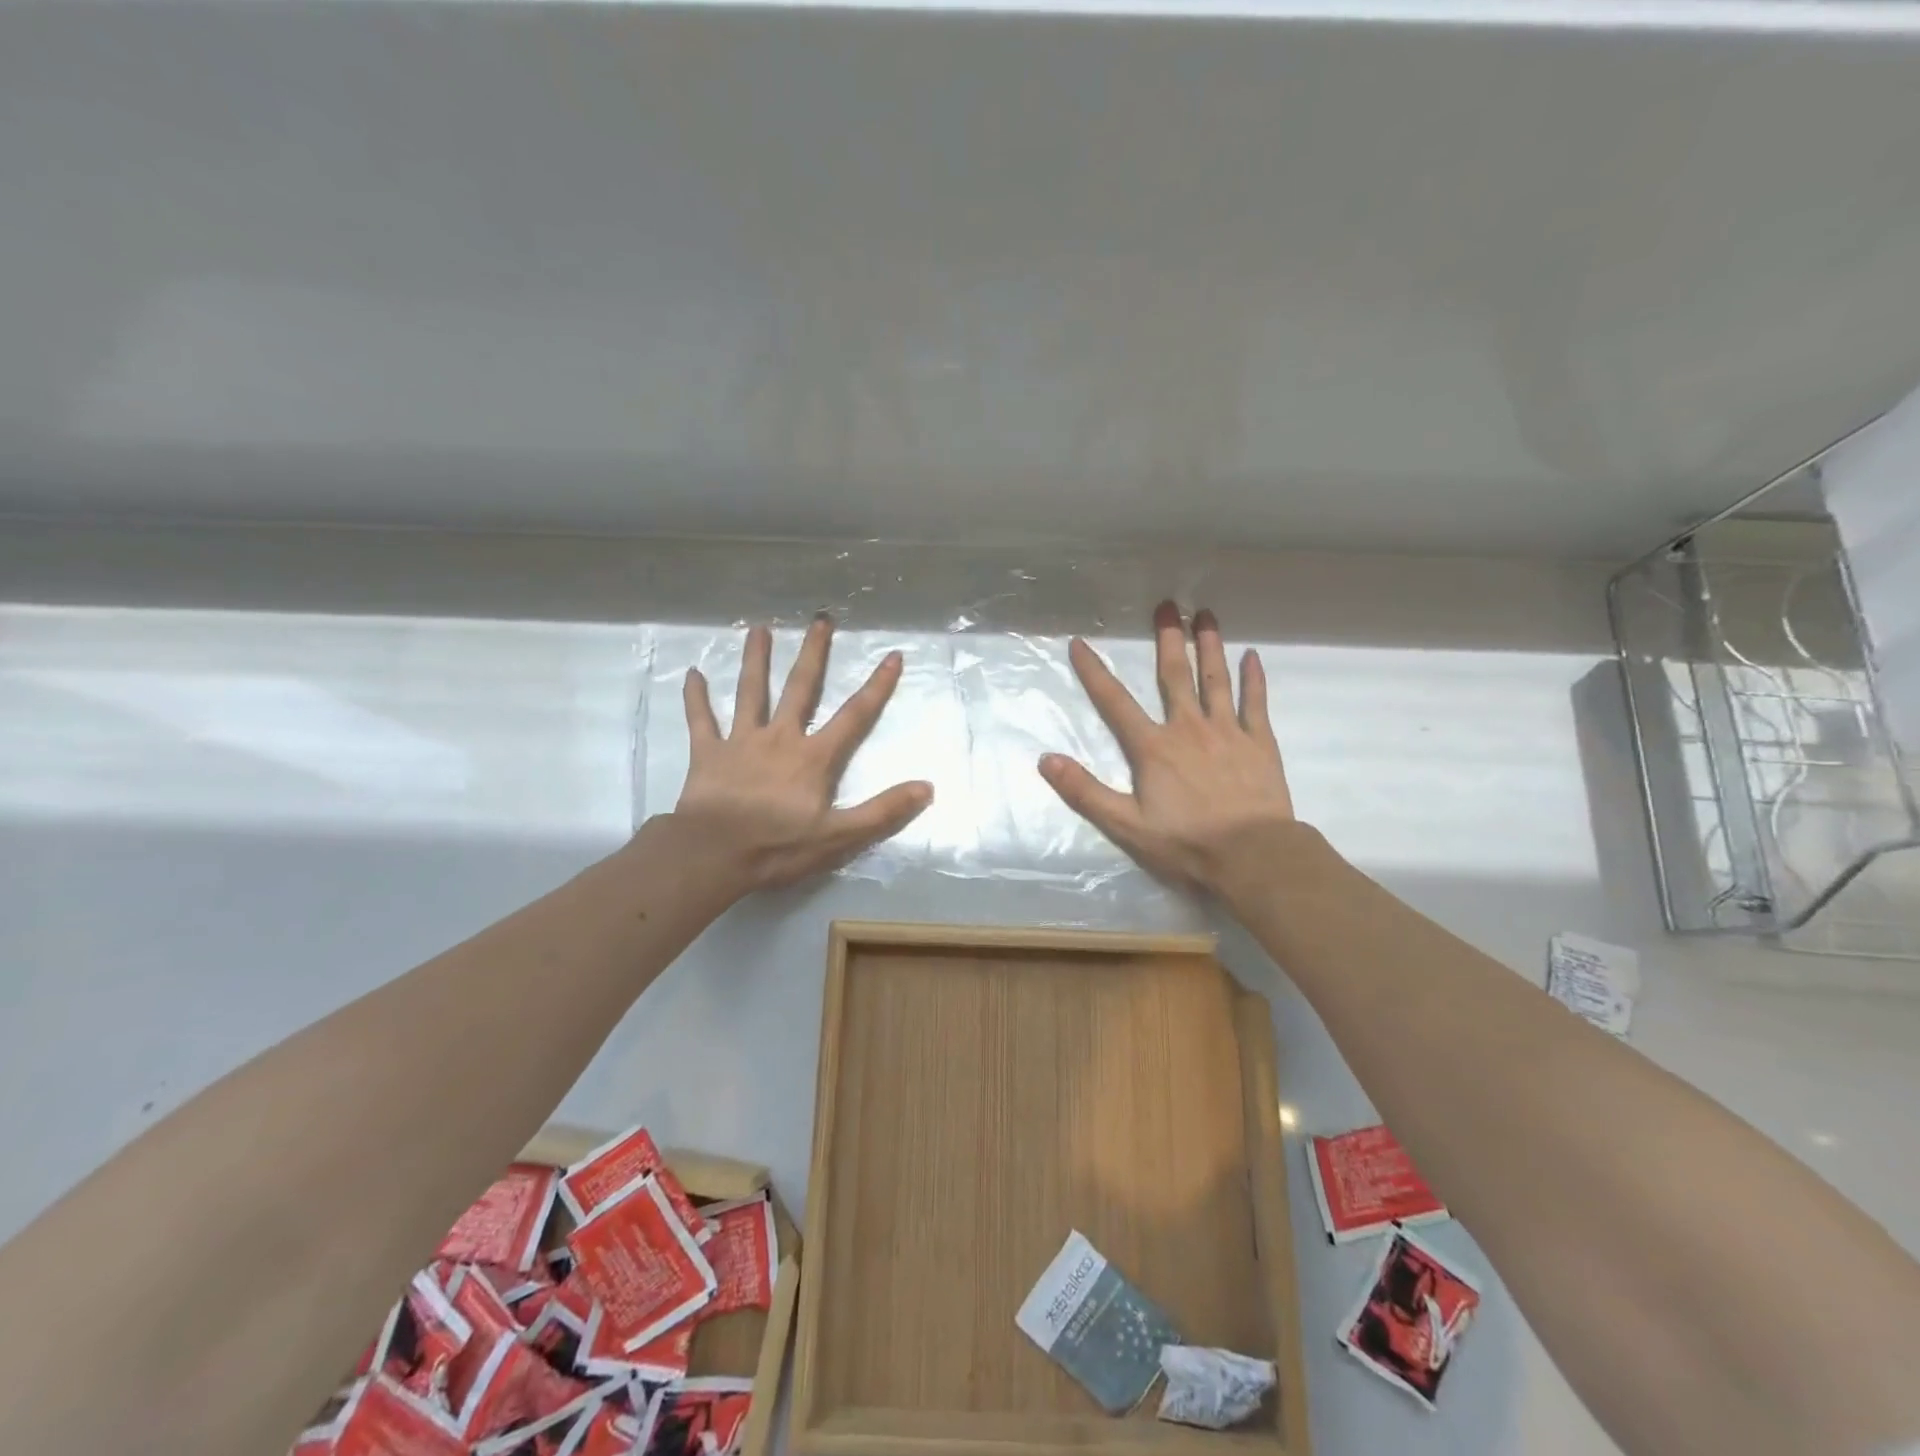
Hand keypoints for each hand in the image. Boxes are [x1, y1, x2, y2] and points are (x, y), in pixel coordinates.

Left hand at [672, 617, 932, 893]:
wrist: (714, 854)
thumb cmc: (778, 846)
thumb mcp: (840, 836)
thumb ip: (883, 811)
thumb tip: (927, 787)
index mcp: (813, 757)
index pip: (854, 715)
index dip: (876, 686)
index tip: (892, 655)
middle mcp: (780, 738)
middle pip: (800, 688)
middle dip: (813, 654)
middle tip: (820, 620)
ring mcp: (741, 742)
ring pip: (751, 692)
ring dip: (756, 660)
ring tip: (759, 629)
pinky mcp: (707, 753)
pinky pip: (701, 720)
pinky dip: (696, 697)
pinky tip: (692, 674)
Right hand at [1039, 602, 1304, 896]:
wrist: (1252, 855)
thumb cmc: (1186, 842)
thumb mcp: (1125, 824)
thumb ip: (1085, 791)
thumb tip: (1046, 760)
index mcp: (1153, 747)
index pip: (1115, 702)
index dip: (1094, 672)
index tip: (1079, 643)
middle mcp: (1188, 728)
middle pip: (1174, 676)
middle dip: (1167, 639)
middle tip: (1167, 605)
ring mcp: (1226, 731)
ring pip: (1215, 679)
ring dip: (1209, 646)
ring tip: (1205, 615)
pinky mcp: (1259, 743)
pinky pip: (1255, 703)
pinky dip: (1253, 679)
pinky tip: (1253, 656)